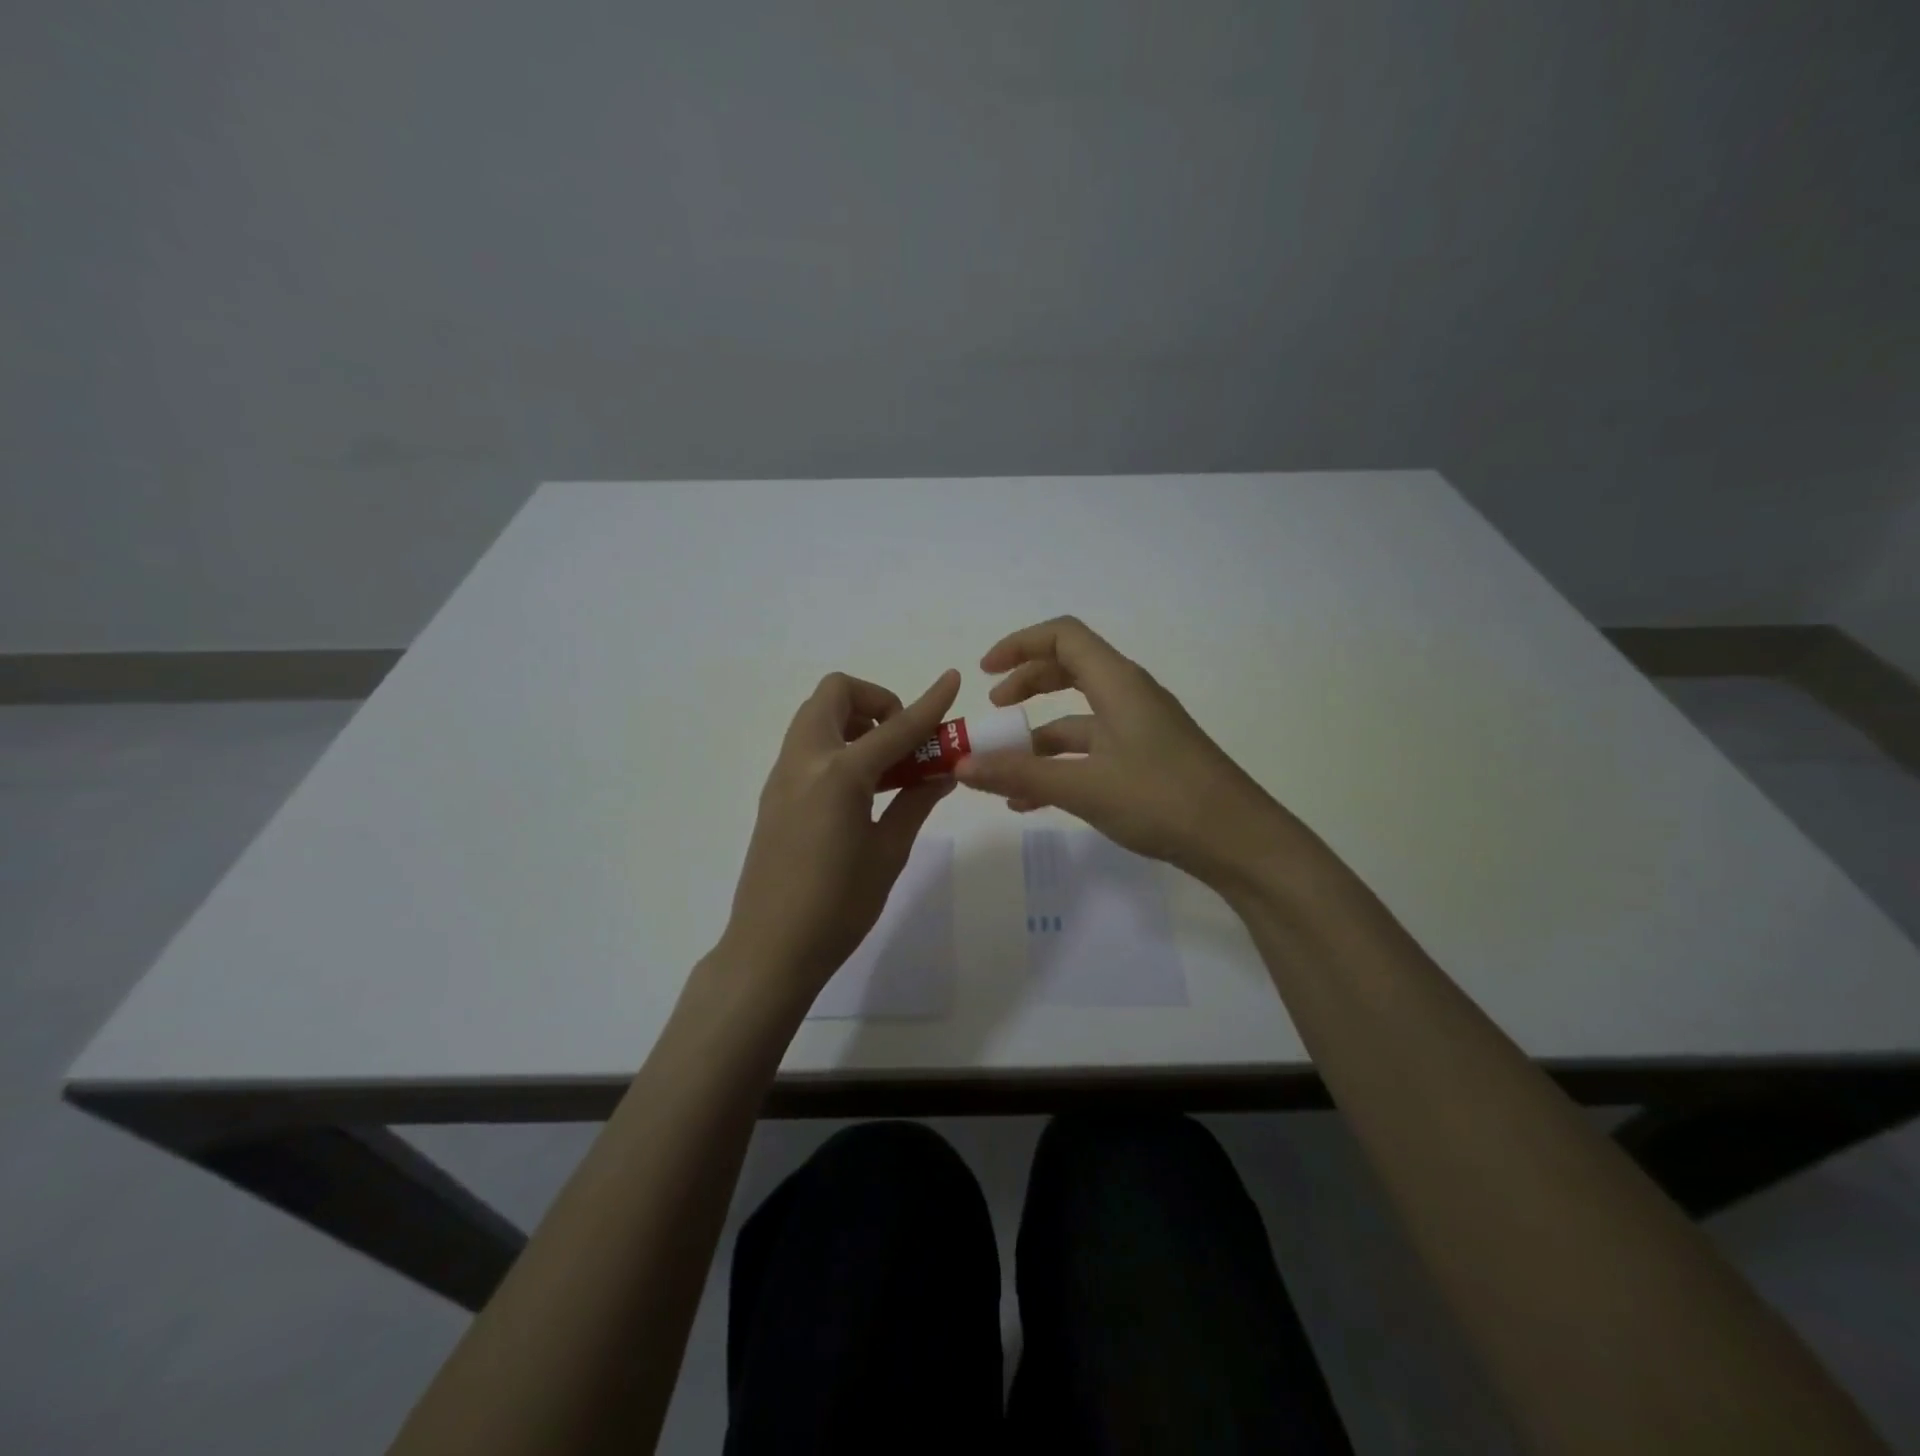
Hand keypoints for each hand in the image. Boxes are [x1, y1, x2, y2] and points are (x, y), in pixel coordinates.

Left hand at [723, 669, 961, 995]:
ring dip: (854, 722)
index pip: (895, 728)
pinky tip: (860, 790)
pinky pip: (807, 746)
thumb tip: (941, 774)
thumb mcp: (888, 853)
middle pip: (836, 694)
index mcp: (839, 776)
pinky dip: (837, 745)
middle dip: (876, 701)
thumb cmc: (838, 908)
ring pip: (816, 716)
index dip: (928, 704)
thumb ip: (914, 803)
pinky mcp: (773, 794)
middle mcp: (805, 762)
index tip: (952, 680)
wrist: (770, 949)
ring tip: (886, 767)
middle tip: (902, 741)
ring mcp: (783, 776)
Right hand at [954, 617, 1288, 885]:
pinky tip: (1031, 802)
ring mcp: (1140, 729)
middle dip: (1027, 685)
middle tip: (994, 709)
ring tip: (1001, 768)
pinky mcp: (1146, 760)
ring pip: (1079, 717)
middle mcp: (1129, 696)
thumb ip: (1020, 774)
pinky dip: (1060, 765)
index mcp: (1118, 683)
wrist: (1239, 842)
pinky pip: (1092, 750)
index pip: (1064, 636)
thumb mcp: (1084, 787)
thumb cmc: (1163, 800)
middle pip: (1070, 670)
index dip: (1020, 644)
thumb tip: (961, 765)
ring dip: (1038, 736)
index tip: (985, 671)